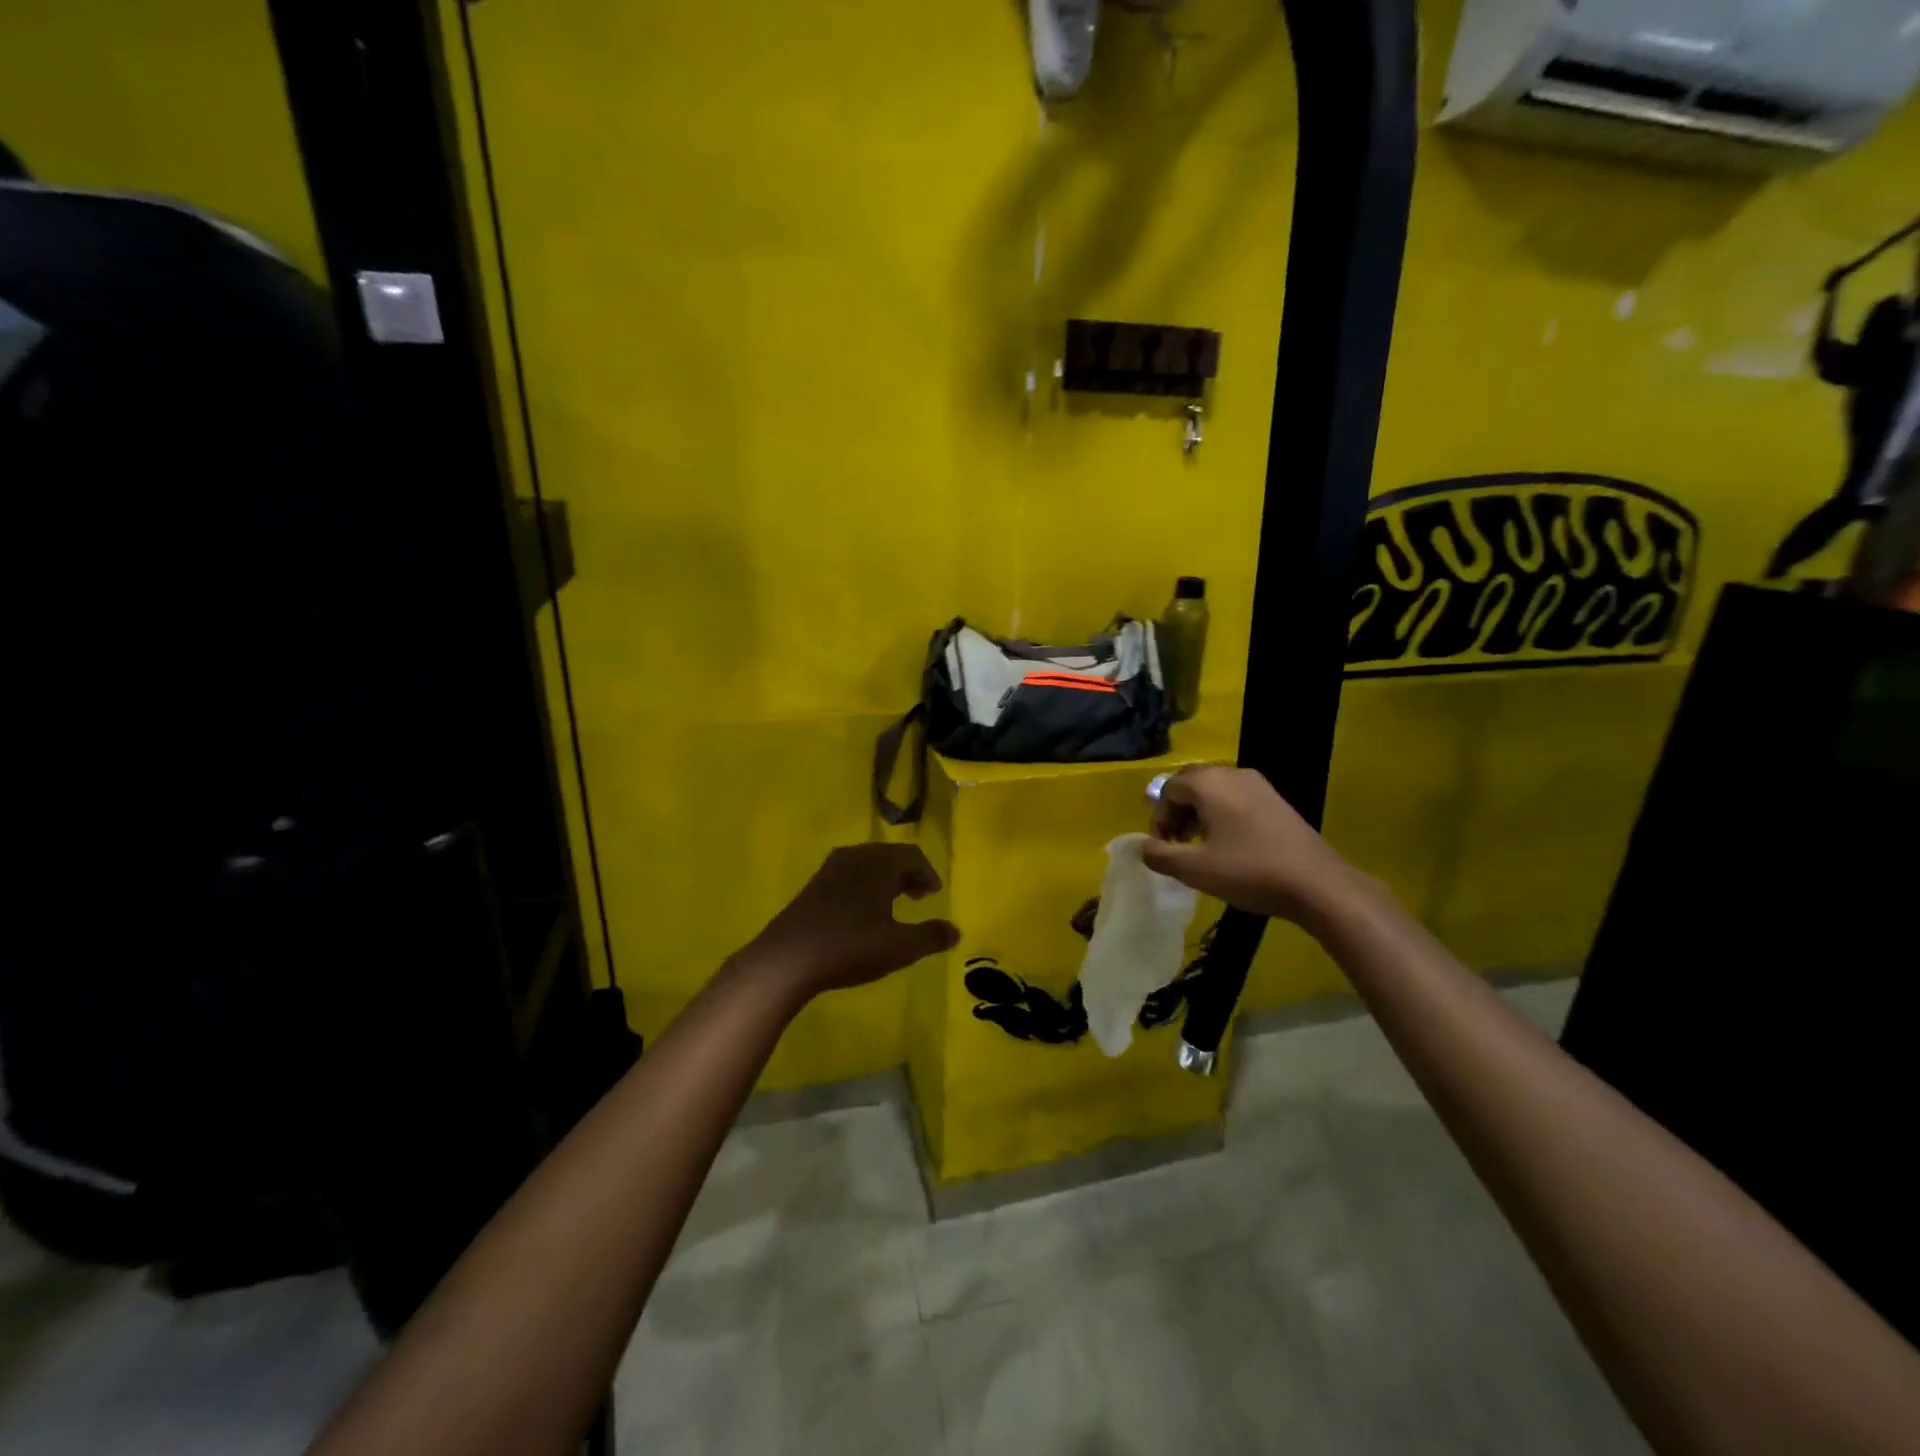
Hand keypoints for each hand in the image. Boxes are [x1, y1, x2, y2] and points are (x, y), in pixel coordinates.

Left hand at [741, 843, 959, 998]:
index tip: (933, 893)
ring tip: (892, 904)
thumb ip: (930, 937)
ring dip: (884, 879)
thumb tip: (955, 931)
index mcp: (879, 864)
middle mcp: (855, 857)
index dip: (927, 873)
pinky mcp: (812, 887)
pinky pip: (848, 876)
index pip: (911, 855)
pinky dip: (863, 886)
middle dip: (906, 874)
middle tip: (918, 896)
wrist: (786, 959)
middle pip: (888, 855)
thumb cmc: (850, 946)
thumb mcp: (899, 947)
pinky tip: (861, 914)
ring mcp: (829, 870)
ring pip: (866, 865)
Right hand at [1142, 767, 1361, 926]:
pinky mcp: (1277, 801)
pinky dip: (1223, 816)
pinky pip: (1237, 799)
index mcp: (1209, 783)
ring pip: (1215, 792)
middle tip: (1178, 845)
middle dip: (1178, 814)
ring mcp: (1259, 786)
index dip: (1159, 818)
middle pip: (1191, 785)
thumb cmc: (1249, 871)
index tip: (1164, 848)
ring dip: (1199, 816)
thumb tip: (1143, 847)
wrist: (1317, 884)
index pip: (1168, 788)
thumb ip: (1160, 855)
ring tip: (1201, 849)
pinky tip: (1230, 847)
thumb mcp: (1195, 870)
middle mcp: (1233, 774)